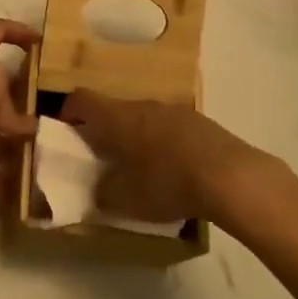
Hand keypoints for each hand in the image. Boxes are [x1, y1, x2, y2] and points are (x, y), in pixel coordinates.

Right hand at [60, 91, 270, 223]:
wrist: (231, 177)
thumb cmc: (167, 183)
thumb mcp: (126, 199)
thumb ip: (104, 193)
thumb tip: (98, 189)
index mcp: (117, 117)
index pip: (81, 99)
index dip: (69, 112)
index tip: (66, 132)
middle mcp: (142, 104)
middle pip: (114, 109)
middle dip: (105, 130)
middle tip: (104, 158)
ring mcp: (174, 110)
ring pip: (144, 118)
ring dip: (136, 137)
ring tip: (141, 167)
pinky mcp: (200, 122)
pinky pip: (170, 127)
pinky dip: (163, 143)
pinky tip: (175, 171)